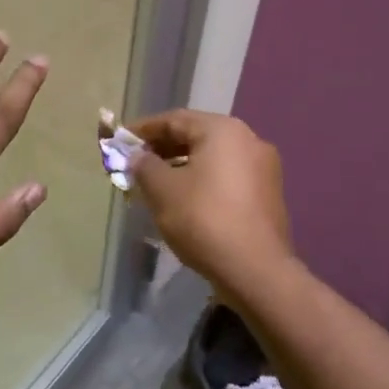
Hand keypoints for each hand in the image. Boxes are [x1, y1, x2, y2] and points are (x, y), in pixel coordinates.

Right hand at [128, 110, 293, 294]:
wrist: (254, 269)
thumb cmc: (203, 219)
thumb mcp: (162, 190)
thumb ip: (144, 166)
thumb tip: (138, 157)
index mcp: (223, 130)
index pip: (175, 119)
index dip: (144, 129)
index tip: (120, 141)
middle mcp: (249, 140)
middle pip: (196, 136)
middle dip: (163, 148)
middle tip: (135, 164)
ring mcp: (263, 168)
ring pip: (213, 158)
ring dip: (182, 166)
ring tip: (155, 184)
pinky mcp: (268, 195)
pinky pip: (227, 177)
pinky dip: (203, 181)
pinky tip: (185, 200)